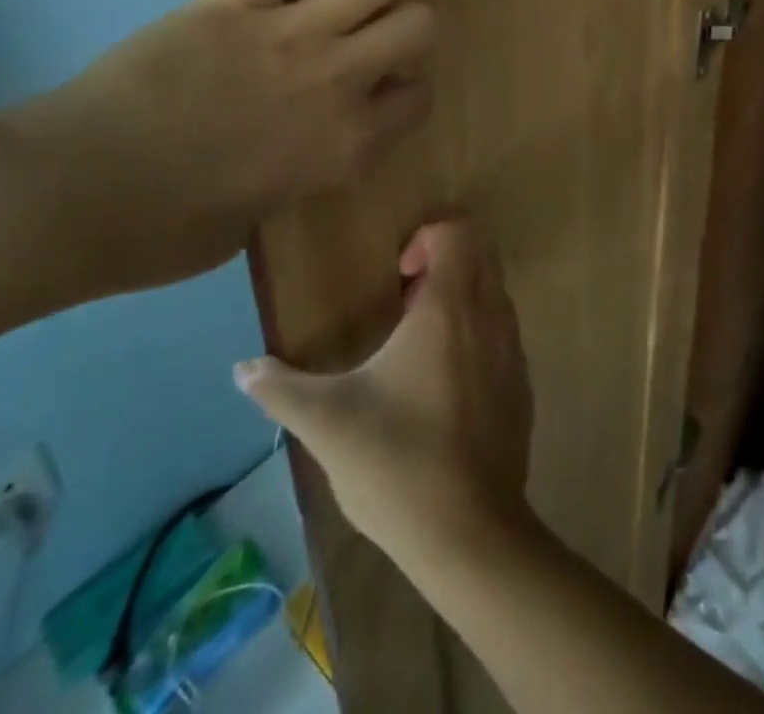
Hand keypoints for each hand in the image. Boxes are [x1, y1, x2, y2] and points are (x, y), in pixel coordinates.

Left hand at [13, 0, 435, 295]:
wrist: (77, 190)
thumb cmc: (165, 229)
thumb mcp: (257, 222)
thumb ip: (298, 175)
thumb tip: (297, 150)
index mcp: (347, 145)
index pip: (418, 98)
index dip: (408, 91)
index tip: (387, 91)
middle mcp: (338, 81)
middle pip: (417, 25)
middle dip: (409, 27)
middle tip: (379, 35)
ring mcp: (291, 32)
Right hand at [236, 222, 534, 573]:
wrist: (470, 532)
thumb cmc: (397, 461)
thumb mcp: (327, 421)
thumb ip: (280, 388)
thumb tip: (241, 369)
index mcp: (449, 307)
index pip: (458, 232)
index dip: (426, 239)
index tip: (397, 277)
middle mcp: (490, 315)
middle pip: (480, 253)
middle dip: (443, 263)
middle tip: (404, 301)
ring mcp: (513, 349)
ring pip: (494, 292)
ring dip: (460, 298)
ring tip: (417, 344)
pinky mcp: (522, 384)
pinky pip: (503, 332)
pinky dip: (477, 333)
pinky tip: (442, 385)